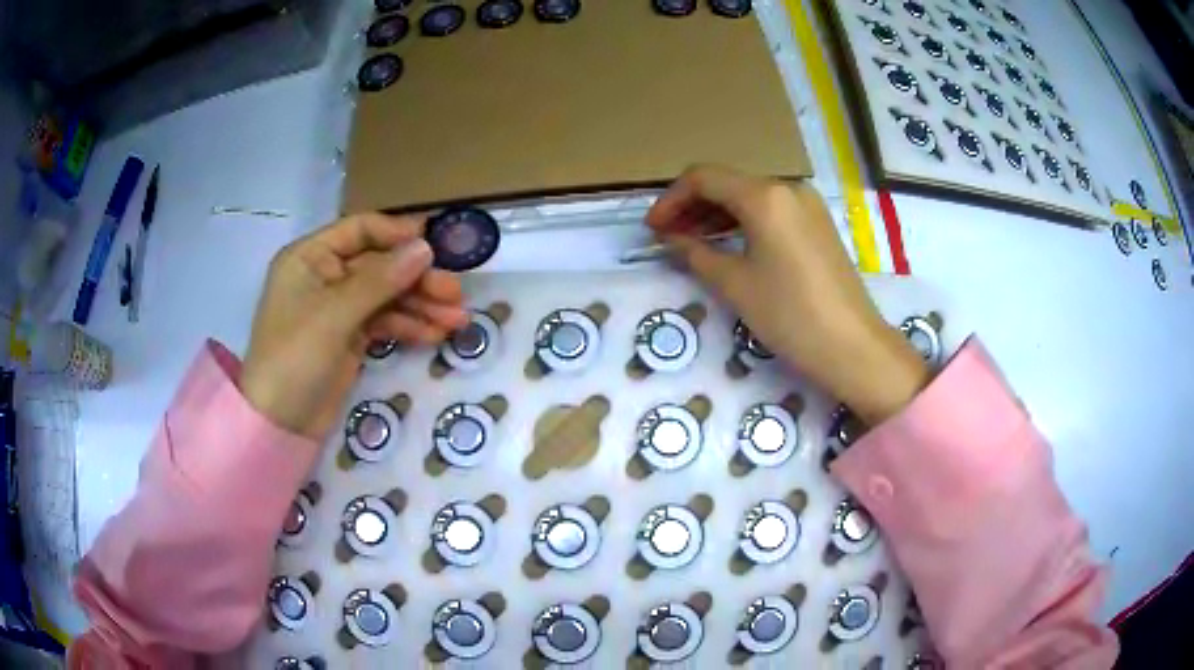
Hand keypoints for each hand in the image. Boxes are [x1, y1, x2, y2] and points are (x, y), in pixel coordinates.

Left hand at [240, 213, 468, 439]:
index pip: (360, 230)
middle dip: (417, 279)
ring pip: (387, 296)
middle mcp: (324, 276)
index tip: (436, 246)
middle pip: (379, 266)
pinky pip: (384, 323)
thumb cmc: (295, 357)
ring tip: (458, 320)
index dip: (397, 234)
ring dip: (421, 306)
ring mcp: (338, 309)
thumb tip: (425, 248)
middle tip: (455, 293)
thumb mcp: (335, 315)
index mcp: (310, 257)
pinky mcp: (349, 338)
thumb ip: (381, 280)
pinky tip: (436, 335)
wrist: (279, 424)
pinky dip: (408, 327)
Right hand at [647, 165, 928, 425]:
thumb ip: (695, 253)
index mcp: (764, 196)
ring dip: (716, 214)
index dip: (670, 200)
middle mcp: (787, 188)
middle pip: (727, 183)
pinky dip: (744, 222)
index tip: (652, 229)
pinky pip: (771, 211)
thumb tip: (671, 239)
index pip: (703, 178)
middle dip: (692, 206)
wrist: (853, 346)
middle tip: (667, 238)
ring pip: (749, 197)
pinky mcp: (818, 224)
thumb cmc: (790, 315)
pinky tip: (728, 244)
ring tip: (691, 243)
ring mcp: (807, 205)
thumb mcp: (735, 284)